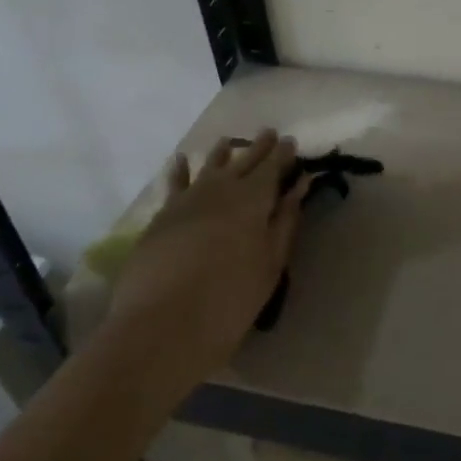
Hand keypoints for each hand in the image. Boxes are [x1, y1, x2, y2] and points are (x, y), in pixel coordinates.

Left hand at [102, 130, 311, 392]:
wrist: (163, 326)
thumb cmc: (230, 299)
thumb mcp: (270, 263)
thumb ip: (285, 221)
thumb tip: (299, 186)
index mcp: (252, 200)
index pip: (271, 167)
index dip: (283, 154)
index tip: (291, 142)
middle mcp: (219, 190)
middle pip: (242, 161)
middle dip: (258, 147)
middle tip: (270, 134)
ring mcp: (186, 201)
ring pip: (208, 167)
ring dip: (222, 153)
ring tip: (230, 141)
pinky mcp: (162, 217)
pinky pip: (174, 184)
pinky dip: (180, 170)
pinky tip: (181, 160)